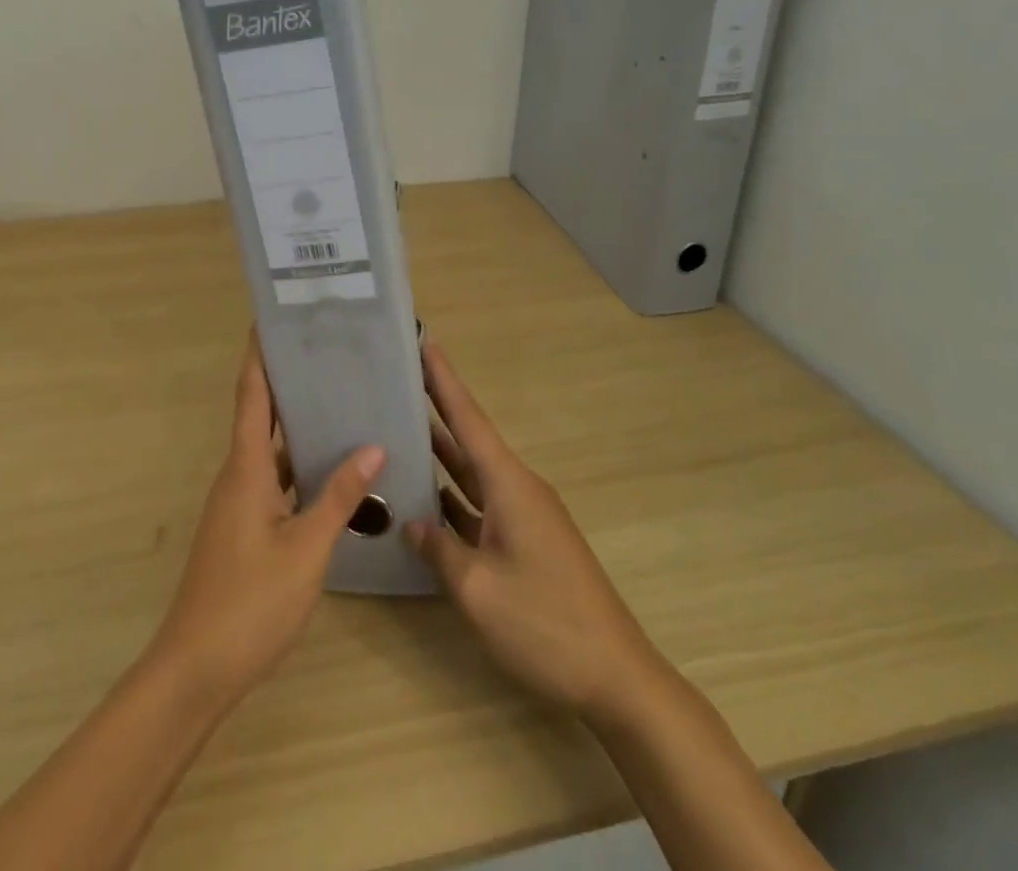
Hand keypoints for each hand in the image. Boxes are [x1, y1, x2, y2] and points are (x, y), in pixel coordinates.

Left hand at [148, 336, 384, 709]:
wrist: (196, 669)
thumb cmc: (250, 602)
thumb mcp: (306, 549)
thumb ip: (339, 498)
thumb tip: (373, 448)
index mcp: (245, 468)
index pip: (251, 394)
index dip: (259, 355)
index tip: (271, 319)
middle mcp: (237, 475)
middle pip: (260, 414)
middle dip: (286, 381)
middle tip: (324, 352)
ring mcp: (238, 503)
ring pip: (268, 449)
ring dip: (295, 424)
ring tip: (336, 400)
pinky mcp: (243, 527)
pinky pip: (272, 479)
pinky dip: (296, 465)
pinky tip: (328, 470)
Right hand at [407, 339, 665, 721]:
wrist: (616, 677)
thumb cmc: (546, 624)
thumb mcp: (478, 590)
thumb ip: (438, 549)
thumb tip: (411, 523)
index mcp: (509, 484)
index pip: (468, 418)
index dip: (443, 378)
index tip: (425, 340)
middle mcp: (517, 488)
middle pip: (469, 437)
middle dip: (438, 404)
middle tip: (401, 375)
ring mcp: (524, 516)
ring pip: (473, 473)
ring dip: (441, 451)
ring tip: (402, 425)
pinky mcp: (526, 542)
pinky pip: (481, 504)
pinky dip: (453, 495)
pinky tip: (426, 497)